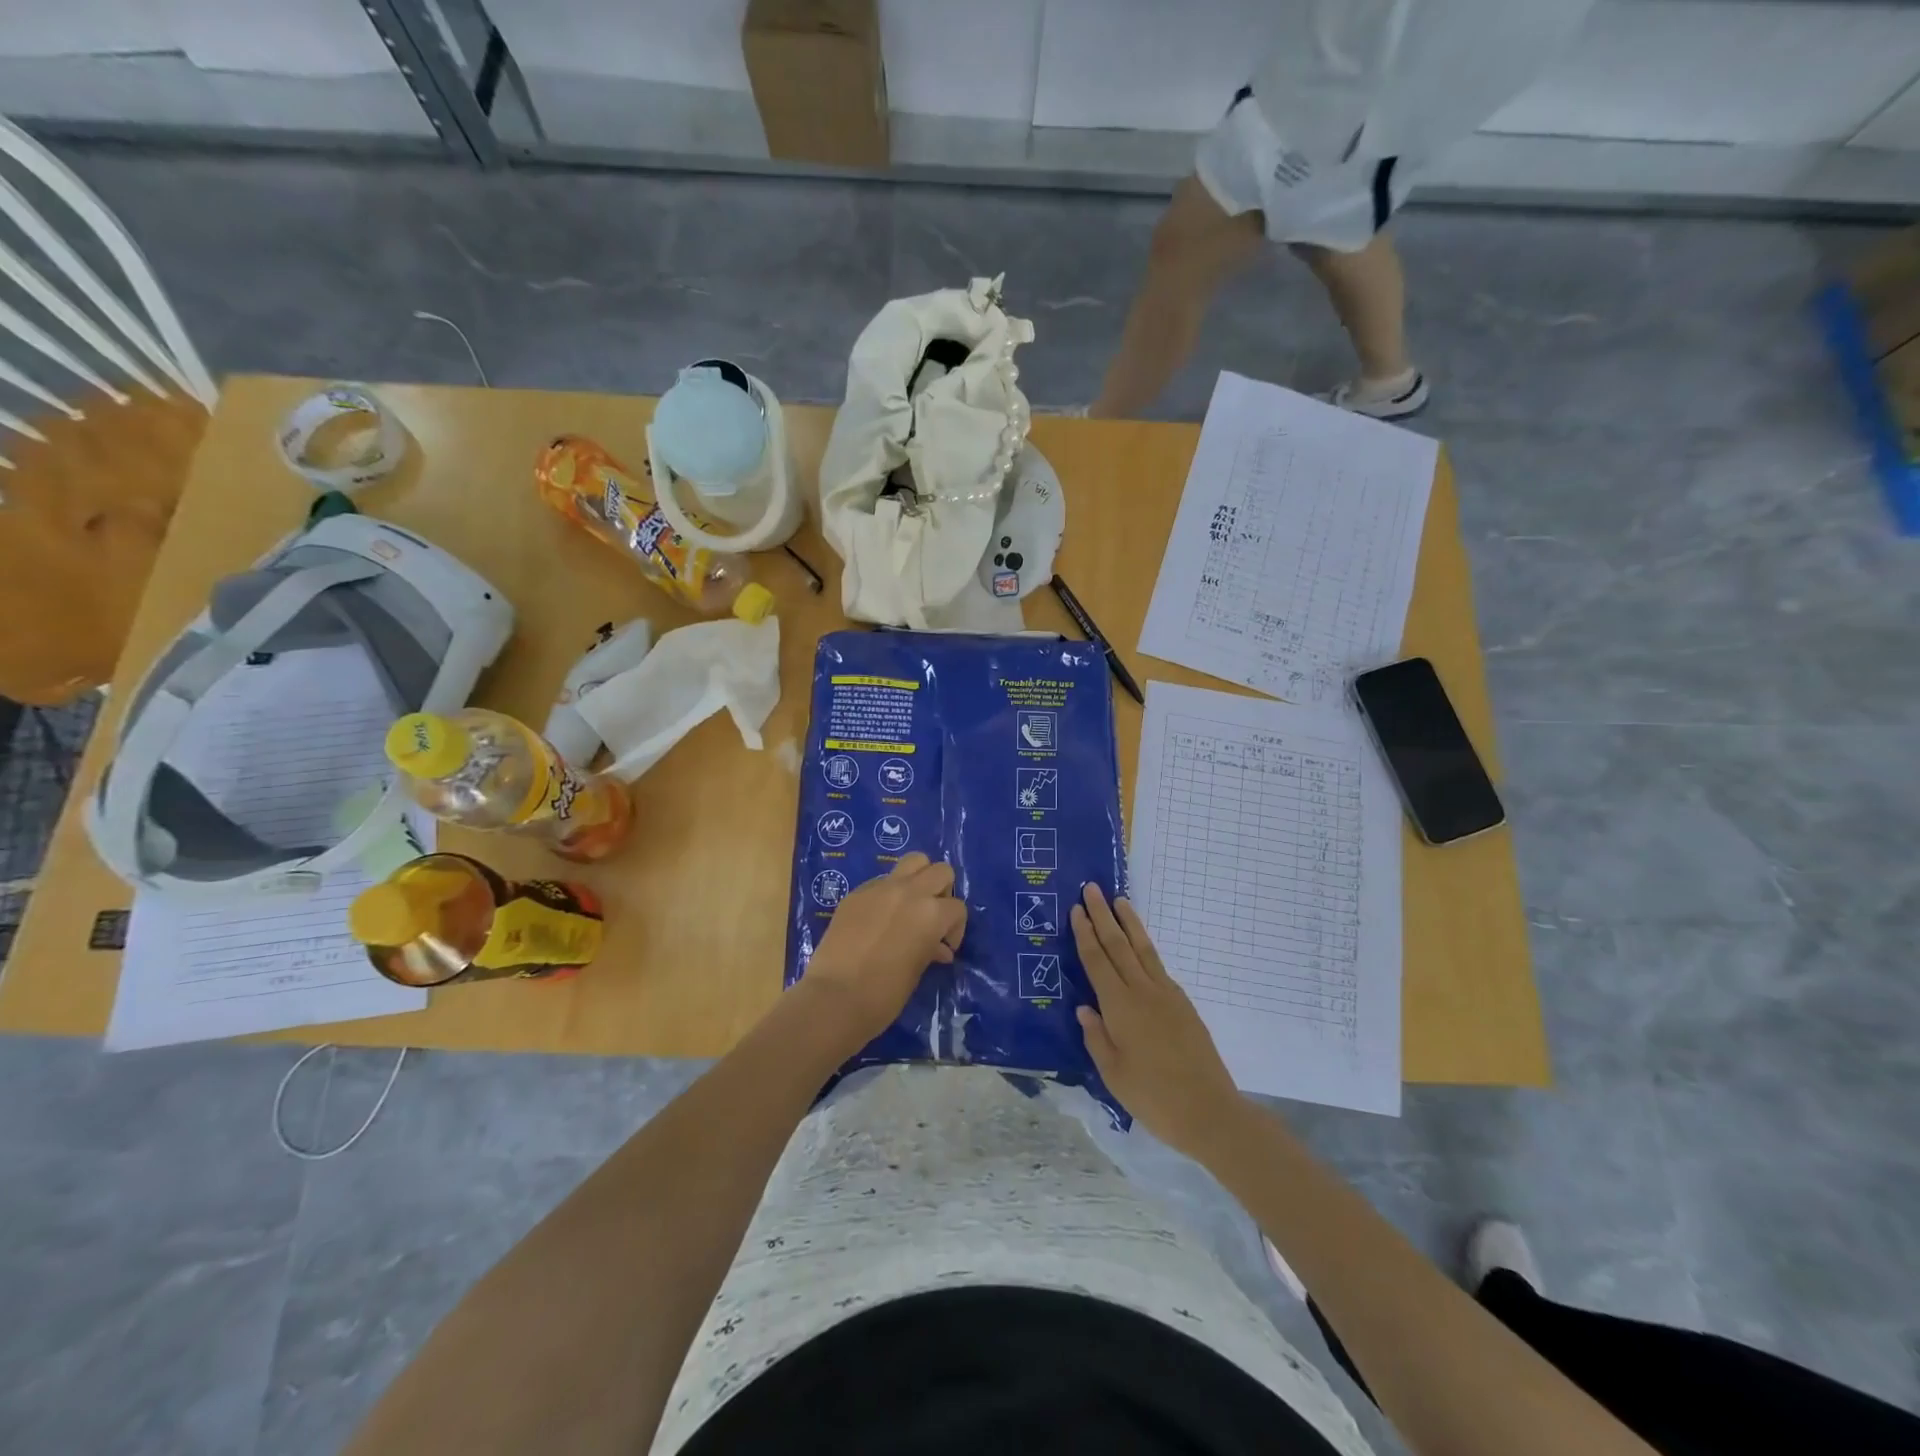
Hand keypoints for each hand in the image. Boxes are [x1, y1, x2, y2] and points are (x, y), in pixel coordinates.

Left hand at [801, 853, 966, 1050]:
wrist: (834, 997)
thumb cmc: (884, 995)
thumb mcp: (917, 971)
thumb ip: (931, 949)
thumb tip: (939, 948)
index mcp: (931, 913)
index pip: (957, 908)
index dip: (955, 929)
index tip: (944, 947)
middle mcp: (910, 891)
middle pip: (940, 871)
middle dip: (942, 892)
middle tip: (932, 918)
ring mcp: (880, 888)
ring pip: (913, 861)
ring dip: (919, 879)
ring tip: (911, 905)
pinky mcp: (856, 893)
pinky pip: (882, 881)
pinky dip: (889, 893)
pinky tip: (879, 918)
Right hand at [1072, 883, 1244, 1158]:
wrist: (1209, 1111)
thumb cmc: (1153, 1097)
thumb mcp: (1113, 1074)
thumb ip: (1096, 1038)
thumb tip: (1084, 1009)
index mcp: (1119, 1007)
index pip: (1097, 961)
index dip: (1085, 934)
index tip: (1077, 909)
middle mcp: (1142, 992)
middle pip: (1118, 945)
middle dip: (1103, 916)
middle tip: (1093, 889)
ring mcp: (1166, 995)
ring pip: (1143, 949)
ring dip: (1129, 923)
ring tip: (1120, 901)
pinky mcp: (1183, 1005)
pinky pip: (1158, 966)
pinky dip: (1145, 948)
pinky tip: (1141, 946)